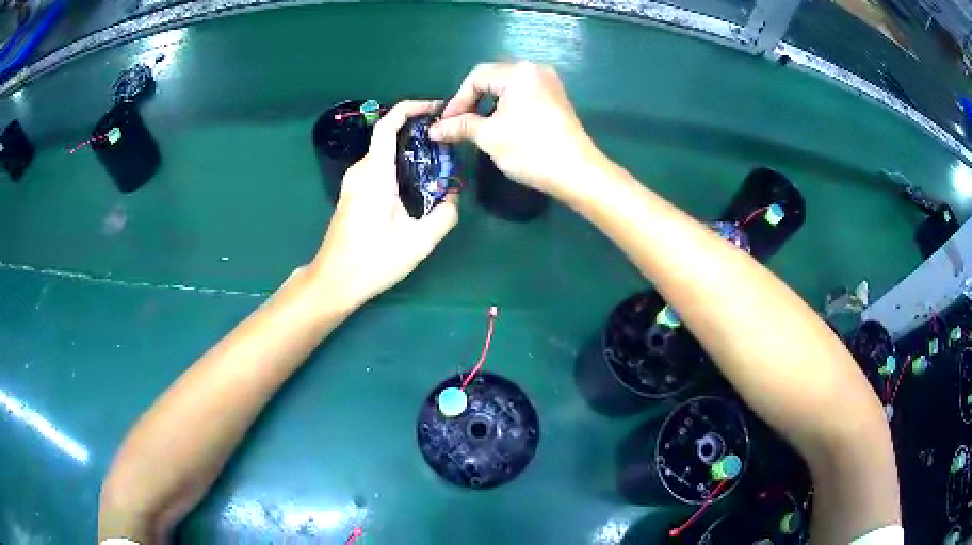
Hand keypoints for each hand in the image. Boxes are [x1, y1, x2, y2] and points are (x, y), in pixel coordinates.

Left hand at [308, 100, 458, 311]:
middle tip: (446, 142)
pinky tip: (416, 184)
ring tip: (437, 163)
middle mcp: (360, 171)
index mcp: (375, 174)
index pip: (388, 125)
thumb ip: (444, 216)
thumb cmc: (373, 260)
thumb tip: (454, 196)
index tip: (434, 108)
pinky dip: (398, 165)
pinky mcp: (352, 194)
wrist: (335, 280)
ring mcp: (353, 182)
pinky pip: (377, 167)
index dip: (410, 108)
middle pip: (388, 136)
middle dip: (417, 132)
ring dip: (408, 151)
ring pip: (383, 153)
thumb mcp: (418, 243)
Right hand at [430, 61, 600, 196]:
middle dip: (472, 101)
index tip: (446, 124)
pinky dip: (506, 107)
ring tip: (476, 127)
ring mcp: (549, 83)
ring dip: (488, 104)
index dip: (457, 100)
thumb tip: (434, 129)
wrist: (577, 173)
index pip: (476, 77)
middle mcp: (535, 70)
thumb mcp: (489, 136)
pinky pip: (523, 95)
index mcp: (518, 72)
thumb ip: (460, 127)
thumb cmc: (530, 150)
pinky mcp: (555, 98)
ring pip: (507, 87)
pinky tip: (500, 125)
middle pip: (492, 78)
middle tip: (458, 124)